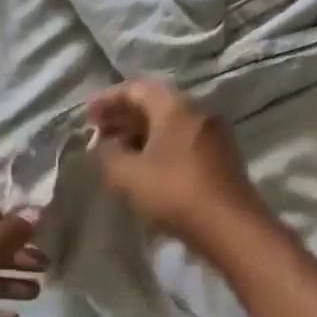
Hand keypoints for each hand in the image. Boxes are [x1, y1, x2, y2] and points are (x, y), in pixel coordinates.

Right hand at [86, 80, 271, 253]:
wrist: (230, 227)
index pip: (136, 89)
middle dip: (123, 117)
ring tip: (116, 152)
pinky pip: (182, 141)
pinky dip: (159, 146)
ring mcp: (213, 134)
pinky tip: (144, 167)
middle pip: (155, 104)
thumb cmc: (174, 192)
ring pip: (169, 124)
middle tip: (97, 132)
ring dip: (140, 133)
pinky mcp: (220, 157)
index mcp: (175, 106)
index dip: (108, 99)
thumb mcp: (128, 175)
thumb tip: (104, 146)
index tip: (86, 115)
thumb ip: (108, 155)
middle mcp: (197, 111)